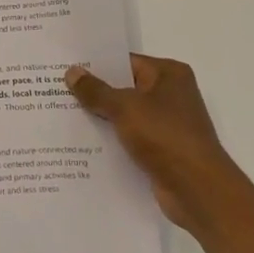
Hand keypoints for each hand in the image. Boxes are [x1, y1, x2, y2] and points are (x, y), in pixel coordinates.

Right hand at [66, 54, 232, 234]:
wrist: (198, 190)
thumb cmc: (165, 137)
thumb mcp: (125, 108)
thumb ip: (96, 90)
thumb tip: (72, 72)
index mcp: (169, 74)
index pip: (125, 61)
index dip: (95, 64)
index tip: (65, 67)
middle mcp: (171, 94)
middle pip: (124, 87)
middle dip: (94, 91)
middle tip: (55, 89)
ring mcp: (167, 123)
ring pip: (125, 114)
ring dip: (100, 117)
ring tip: (61, 114)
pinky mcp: (162, 149)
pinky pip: (129, 137)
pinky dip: (110, 139)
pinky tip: (82, 142)